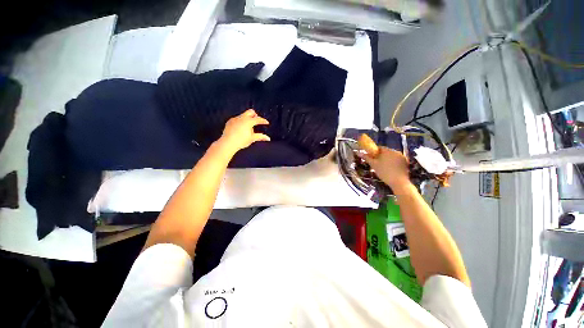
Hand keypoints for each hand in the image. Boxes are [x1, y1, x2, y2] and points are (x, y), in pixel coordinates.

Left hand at [218, 109, 269, 153]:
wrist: (228, 143)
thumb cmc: (241, 141)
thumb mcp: (252, 139)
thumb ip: (260, 137)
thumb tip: (268, 138)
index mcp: (249, 121)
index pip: (258, 119)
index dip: (263, 121)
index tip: (266, 122)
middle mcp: (242, 118)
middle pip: (250, 112)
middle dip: (255, 115)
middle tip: (257, 121)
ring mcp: (235, 119)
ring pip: (243, 115)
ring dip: (248, 119)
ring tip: (248, 127)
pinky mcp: (230, 121)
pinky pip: (237, 119)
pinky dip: (241, 122)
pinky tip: (240, 128)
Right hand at [360, 147, 411, 190]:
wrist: (399, 182)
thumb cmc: (384, 172)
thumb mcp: (373, 165)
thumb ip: (366, 158)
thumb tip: (358, 152)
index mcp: (387, 150)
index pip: (379, 148)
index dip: (374, 152)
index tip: (371, 157)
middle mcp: (396, 151)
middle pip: (386, 152)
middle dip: (380, 156)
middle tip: (376, 163)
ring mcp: (402, 157)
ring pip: (391, 156)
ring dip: (387, 159)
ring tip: (383, 167)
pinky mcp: (405, 163)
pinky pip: (397, 160)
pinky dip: (393, 163)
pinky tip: (390, 169)